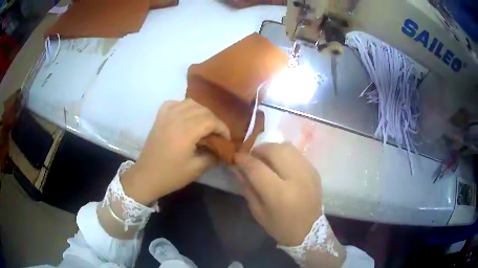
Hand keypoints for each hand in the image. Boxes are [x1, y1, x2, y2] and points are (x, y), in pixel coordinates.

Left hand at [121, 99, 229, 204]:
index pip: (211, 121)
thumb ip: (213, 157)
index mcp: (187, 131)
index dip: (222, 128)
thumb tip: (222, 151)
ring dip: (201, 111)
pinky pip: (174, 103)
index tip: (226, 139)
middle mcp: (177, 118)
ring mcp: (166, 115)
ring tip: (203, 124)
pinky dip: (183, 106)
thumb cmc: (171, 175)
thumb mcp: (196, 169)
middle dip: (214, 120)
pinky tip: (185, 115)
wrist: (147, 175)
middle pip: (203, 110)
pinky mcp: (159, 117)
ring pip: (190, 103)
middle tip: (217, 134)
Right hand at [234, 142, 321, 245]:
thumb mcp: (258, 211)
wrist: (308, 231)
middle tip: (252, 157)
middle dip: (259, 149)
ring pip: (287, 147)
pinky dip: (284, 154)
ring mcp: (308, 173)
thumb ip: (247, 187)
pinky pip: (297, 154)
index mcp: (280, 194)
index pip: (257, 168)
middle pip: (275, 150)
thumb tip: (237, 167)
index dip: (244, 159)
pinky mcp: (314, 171)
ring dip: (272, 149)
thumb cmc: (280, 226)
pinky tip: (280, 164)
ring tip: (265, 158)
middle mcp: (297, 179)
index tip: (236, 157)